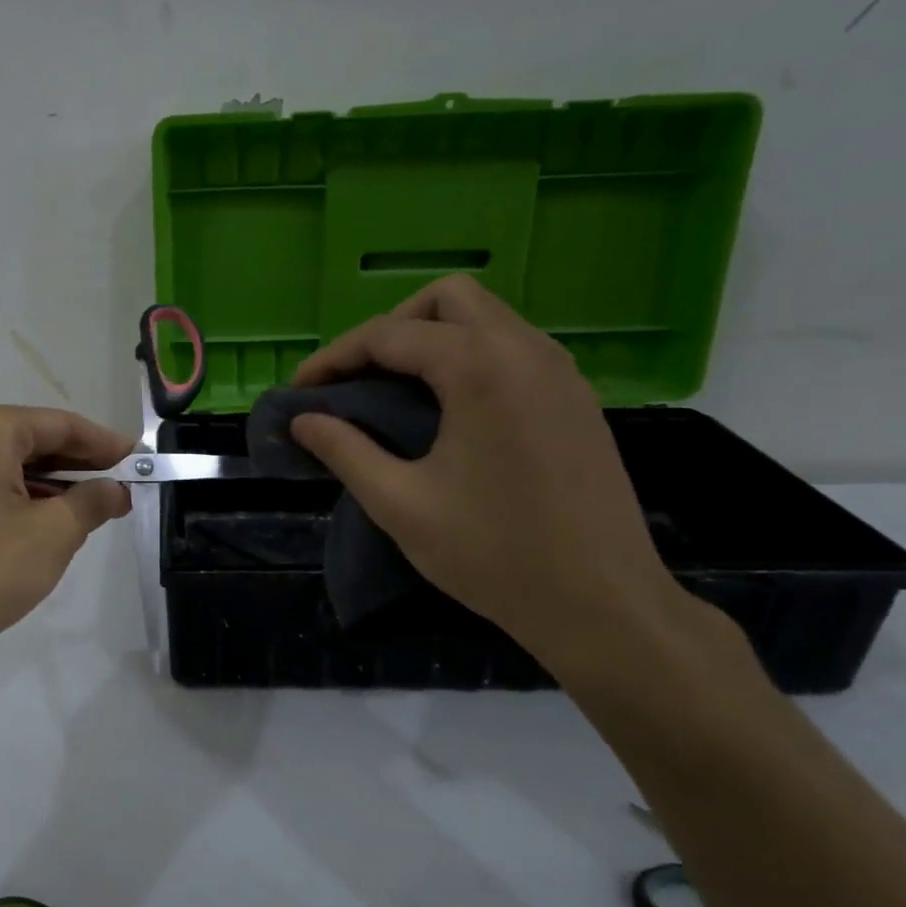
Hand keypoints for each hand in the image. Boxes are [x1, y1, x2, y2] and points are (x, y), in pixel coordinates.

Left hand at [0, 406, 131, 679]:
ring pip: (5, 468)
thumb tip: (116, 490)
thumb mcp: (53, 534)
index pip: (59, 424)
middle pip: (29, 441)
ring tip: (86, 509)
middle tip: (119, 485)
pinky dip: (17, 500)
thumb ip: (92, 502)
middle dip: (77, 464)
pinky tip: (39, 526)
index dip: (104, 443)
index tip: (138, 460)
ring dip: (49, 485)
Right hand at [290, 275, 691, 676]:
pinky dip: (469, 357)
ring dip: (432, 339)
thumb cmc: (495, 555)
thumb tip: (303, 421)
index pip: (388, 335)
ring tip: (396, 393)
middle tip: (359, 381)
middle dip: (391, 328)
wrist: (605, 606)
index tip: (300, 392)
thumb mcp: (401, 504)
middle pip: (445, 300)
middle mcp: (525, 350)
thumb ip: (345, 451)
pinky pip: (513, 347)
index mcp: (480, 367)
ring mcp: (560, 370)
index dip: (334, 358)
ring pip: (485, 317)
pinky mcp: (576, 397)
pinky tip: (450, 410)